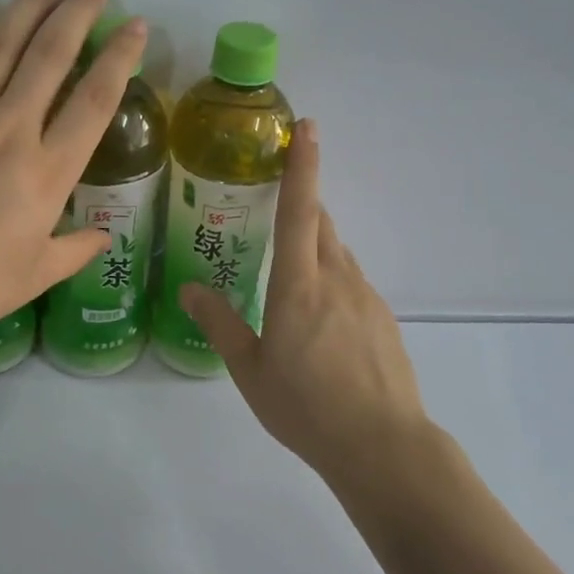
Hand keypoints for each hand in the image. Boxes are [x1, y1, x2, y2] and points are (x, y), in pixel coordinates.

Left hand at [0, 0, 145, 357]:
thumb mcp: (36, 276)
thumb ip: (75, 250)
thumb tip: (102, 236)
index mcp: (47, 172)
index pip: (94, 101)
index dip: (120, 58)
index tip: (135, 28)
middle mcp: (10, 130)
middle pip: (51, 56)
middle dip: (77, 15)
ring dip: (28, 7)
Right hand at [179, 121, 439, 494]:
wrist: (382, 446)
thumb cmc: (306, 406)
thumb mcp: (249, 369)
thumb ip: (219, 323)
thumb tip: (189, 288)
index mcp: (299, 285)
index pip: (300, 211)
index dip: (303, 166)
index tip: (307, 128)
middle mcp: (337, 279)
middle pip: (322, 224)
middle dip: (304, 204)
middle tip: (276, 206)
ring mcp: (367, 298)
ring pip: (339, 254)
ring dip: (316, 247)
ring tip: (291, 275)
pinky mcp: (384, 320)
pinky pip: (353, 283)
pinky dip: (333, 280)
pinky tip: (321, 321)